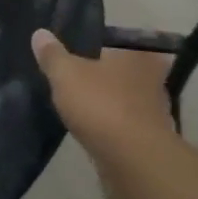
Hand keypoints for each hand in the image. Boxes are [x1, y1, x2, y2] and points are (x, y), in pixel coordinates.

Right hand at [32, 29, 175, 198]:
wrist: (133, 165)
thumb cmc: (102, 106)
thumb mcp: (66, 74)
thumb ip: (53, 55)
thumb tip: (40, 33)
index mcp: (138, 56)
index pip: (122, 43)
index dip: (104, 47)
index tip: (86, 52)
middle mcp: (154, 81)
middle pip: (127, 74)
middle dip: (108, 77)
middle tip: (80, 79)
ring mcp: (157, 116)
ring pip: (128, 103)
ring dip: (110, 106)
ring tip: (82, 107)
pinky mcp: (151, 146)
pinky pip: (127, 129)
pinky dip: (112, 130)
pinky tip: (92, 133)